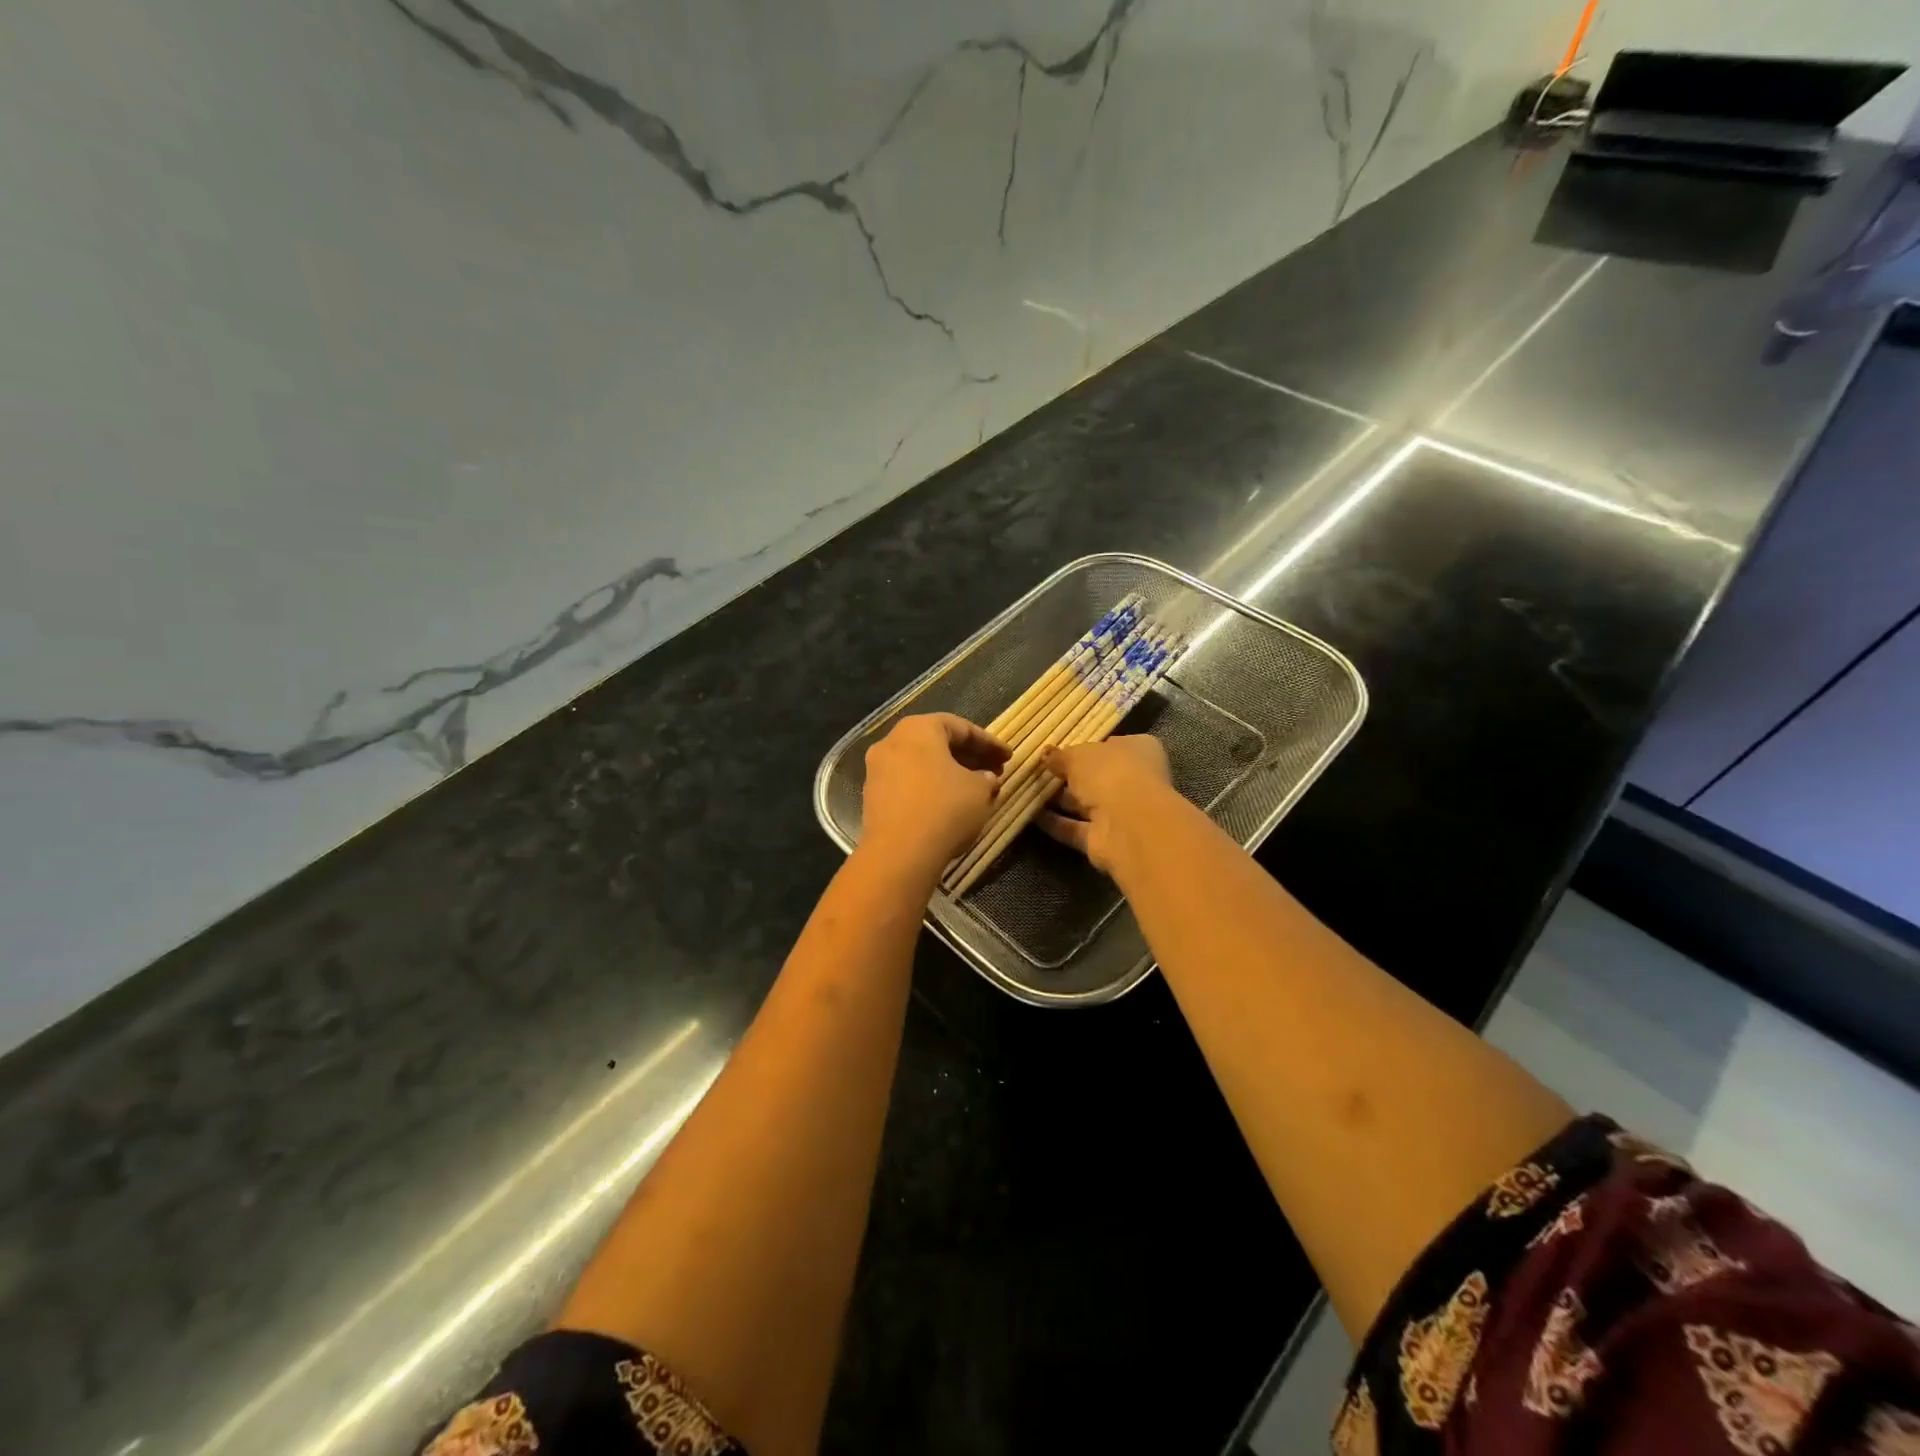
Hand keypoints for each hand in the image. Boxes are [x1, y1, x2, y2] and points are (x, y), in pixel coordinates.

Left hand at [860, 714, 1009, 873]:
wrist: (899, 853)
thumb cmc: (944, 808)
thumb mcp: (979, 790)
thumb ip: (986, 778)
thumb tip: (985, 778)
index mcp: (918, 729)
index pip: (961, 727)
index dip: (989, 743)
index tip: (1008, 757)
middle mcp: (892, 742)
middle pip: (938, 743)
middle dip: (970, 758)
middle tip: (995, 772)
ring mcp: (878, 770)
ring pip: (922, 765)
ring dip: (951, 774)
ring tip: (977, 791)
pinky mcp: (873, 798)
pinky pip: (909, 784)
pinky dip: (932, 789)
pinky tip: (952, 806)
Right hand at [1038, 735, 1173, 875]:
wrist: (1128, 824)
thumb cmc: (1110, 773)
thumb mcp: (1078, 755)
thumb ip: (1061, 756)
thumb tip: (1047, 756)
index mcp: (1138, 751)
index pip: (1110, 746)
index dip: (1085, 747)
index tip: (1058, 751)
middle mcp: (1133, 780)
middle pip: (1097, 777)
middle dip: (1069, 777)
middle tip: (1038, 772)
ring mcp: (1121, 812)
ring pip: (1086, 804)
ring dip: (1060, 801)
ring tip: (1028, 792)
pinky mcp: (1106, 839)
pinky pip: (1076, 828)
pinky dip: (1057, 823)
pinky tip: (1031, 816)